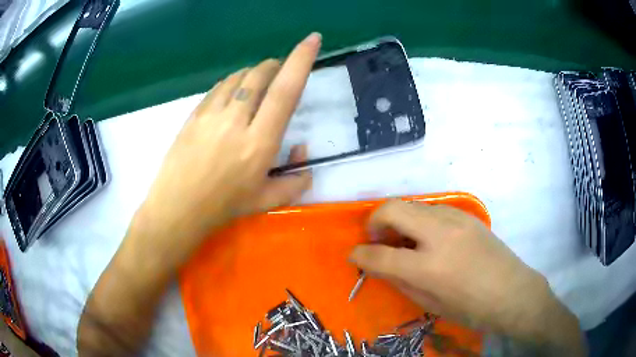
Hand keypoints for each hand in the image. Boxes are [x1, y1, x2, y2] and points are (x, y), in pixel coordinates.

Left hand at [137, 33, 320, 246]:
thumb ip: (295, 182)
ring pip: (238, 77)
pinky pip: (218, 88)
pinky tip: (232, 94)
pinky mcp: (194, 114)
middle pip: (260, 75)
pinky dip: (232, 83)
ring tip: (257, 83)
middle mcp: (237, 121)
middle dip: (275, 65)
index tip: (312, 39)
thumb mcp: (267, 201)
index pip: (286, 91)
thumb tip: (302, 155)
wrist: (177, 208)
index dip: (302, 60)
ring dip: (253, 73)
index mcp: (260, 142)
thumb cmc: (223, 206)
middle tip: (280, 71)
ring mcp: (211, 114)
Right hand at [349, 201, 581, 347]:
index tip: (353, 255)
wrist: (512, 291)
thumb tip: (379, 265)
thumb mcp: (430, 303)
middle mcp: (439, 234)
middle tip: (376, 240)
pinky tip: (425, 236)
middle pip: (392, 209)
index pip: (379, 255)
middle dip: (374, 221)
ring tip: (401, 239)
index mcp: (428, 267)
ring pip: (412, 204)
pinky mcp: (466, 214)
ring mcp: (455, 219)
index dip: (359, 255)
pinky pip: (432, 208)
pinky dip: (418, 218)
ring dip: (397, 218)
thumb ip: (400, 281)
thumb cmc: (471, 308)